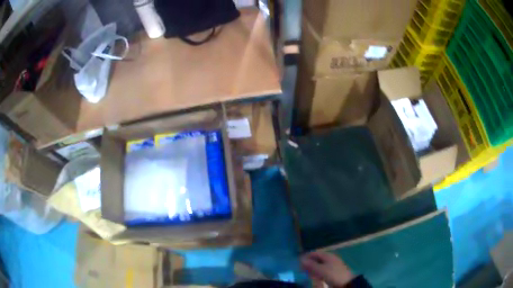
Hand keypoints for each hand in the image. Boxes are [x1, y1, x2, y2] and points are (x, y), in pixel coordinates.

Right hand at [300, 251, 354, 286]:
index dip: (307, 256)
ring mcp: (333, 265)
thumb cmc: (333, 274)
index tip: (299, 261)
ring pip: (321, 265)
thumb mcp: (320, 270)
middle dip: (309, 262)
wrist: (346, 282)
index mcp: (328, 256)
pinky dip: (318, 272)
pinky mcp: (335, 272)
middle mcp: (331, 258)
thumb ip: (310, 265)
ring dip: (313, 268)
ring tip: (307, 273)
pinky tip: (315, 276)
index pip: (315, 253)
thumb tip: (301, 259)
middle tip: (301, 268)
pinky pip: (324, 270)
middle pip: (318, 259)